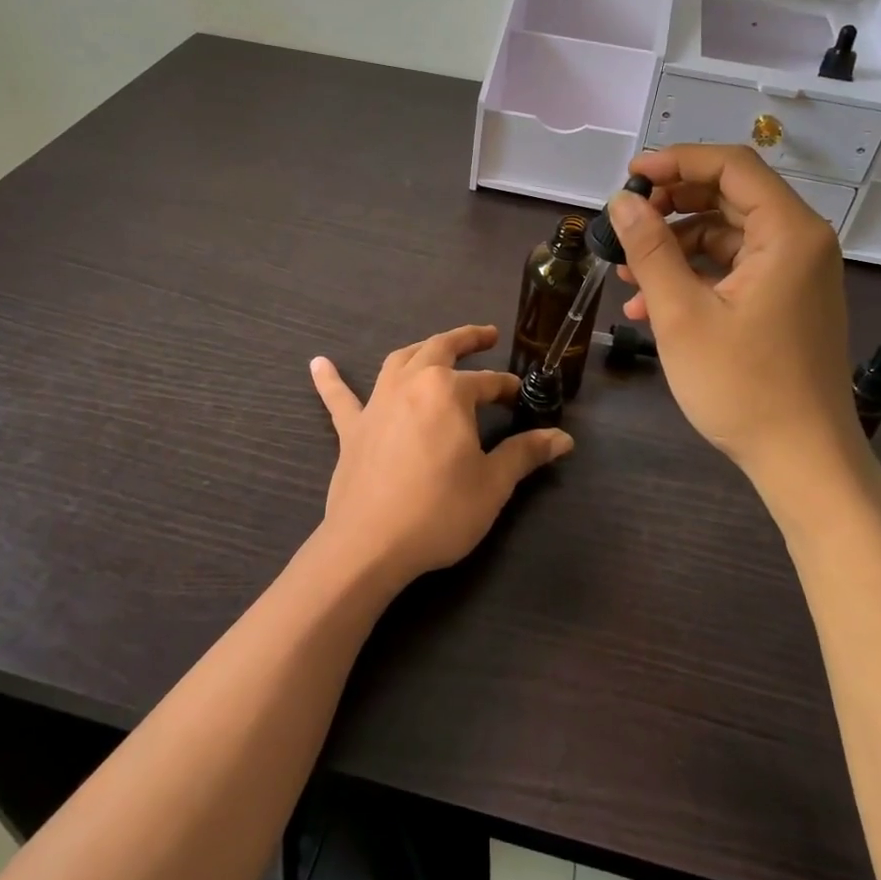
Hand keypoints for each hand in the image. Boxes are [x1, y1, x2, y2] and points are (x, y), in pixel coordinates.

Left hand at [308, 325, 572, 590]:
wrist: (371, 544)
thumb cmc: (439, 510)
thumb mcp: (493, 483)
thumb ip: (526, 453)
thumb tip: (563, 438)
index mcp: (448, 391)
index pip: (488, 383)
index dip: (509, 389)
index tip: (523, 398)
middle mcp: (411, 383)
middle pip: (441, 349)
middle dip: (466, 339)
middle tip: (486, 335)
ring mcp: (377, 403)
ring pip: (398, 360)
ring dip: (420, 349)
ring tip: (434, 347)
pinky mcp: (351, 428)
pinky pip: (339, 397)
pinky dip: (330, 379)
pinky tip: (318, 363)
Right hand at [611, 145, 870, 519]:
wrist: (802, 460)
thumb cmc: (743, 385)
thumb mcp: (682, 314)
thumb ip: (650, 250)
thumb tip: (622, 201)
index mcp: (788, 233)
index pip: (732, 166)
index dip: (677, 161)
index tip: (630, 177)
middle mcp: (800, 243)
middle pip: (730, 197)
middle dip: (671, 206)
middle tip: (625, 222)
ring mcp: (795, 274)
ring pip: (727, 235)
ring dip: (675, 247)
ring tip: (627, 275)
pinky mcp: (785, 302)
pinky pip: (735, 270)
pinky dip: (694, 277)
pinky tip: (650, 307)